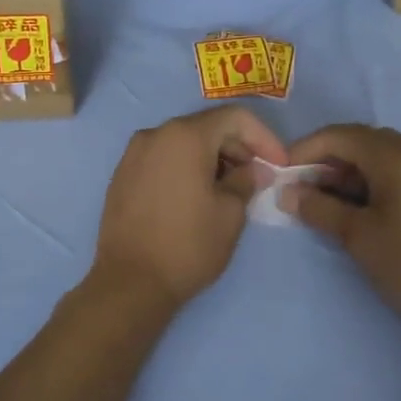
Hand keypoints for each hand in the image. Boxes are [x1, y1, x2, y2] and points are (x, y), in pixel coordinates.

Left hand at [91, 106, 286, 310]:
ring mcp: (133, 154)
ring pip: (183, 142)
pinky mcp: (122, 175)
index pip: (235, 117)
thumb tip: (252, 170)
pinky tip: (197, 195)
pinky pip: (162, 158)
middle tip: (257, 177)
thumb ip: (246, 181)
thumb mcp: (230, 214)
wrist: (129, 282)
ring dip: (212, 157)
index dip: (264, 137)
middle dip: (238, 147)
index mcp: (185, 136)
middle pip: (207, 126)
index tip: (278, 164)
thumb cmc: (188, 246)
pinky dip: (185, 167)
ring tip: (229, 189)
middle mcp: (155, 134)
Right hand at [283, 124, 400, 337]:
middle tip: (303, 191)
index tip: (282, 174)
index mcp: (398, 154)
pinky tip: (364, 209)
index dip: (305, 149)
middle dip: (328, 162)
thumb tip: (287, 193)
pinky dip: (376, 181)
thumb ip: (318, 208)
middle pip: (362, 142)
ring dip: (352, 173)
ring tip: (329, 204)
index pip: (340, 135)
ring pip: (383, 156)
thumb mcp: (358, 237)